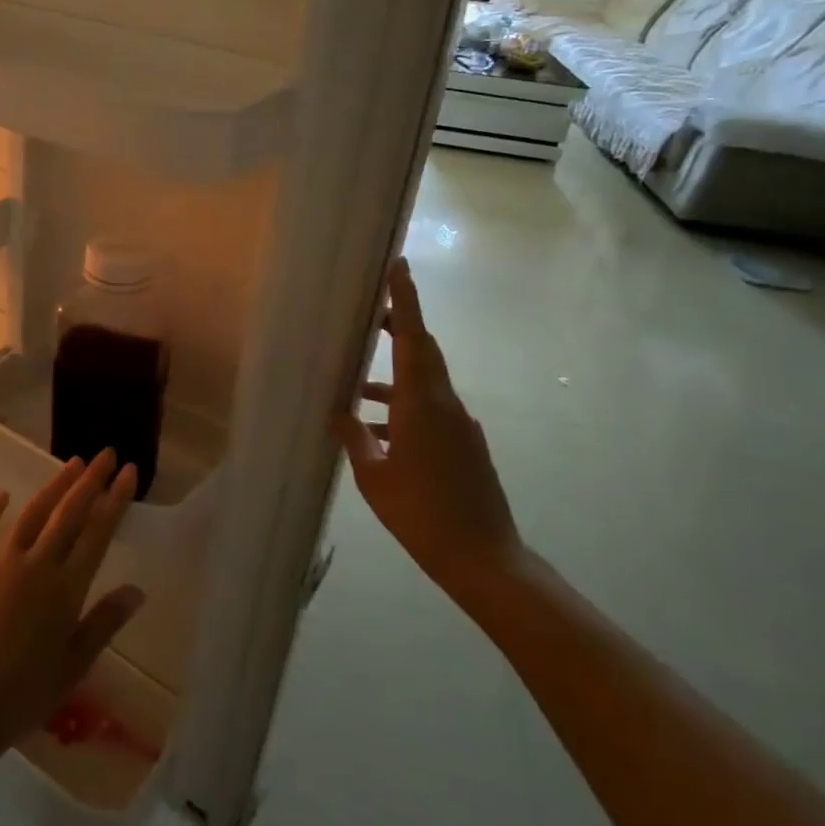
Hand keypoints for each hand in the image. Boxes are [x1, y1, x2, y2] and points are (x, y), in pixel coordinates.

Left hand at [0, 451, 144, 764]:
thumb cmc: (21, 695)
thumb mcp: (73, 666)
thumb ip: (104, 623)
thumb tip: (137, 589)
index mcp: (66, 588)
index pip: (98, 532)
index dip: (115, 499)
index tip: (129, 472)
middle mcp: (36, 563)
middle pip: (69, 513)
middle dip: (91, 480)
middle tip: (107, 453)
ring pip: (33, 512)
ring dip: (54, 486)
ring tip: (72, 462)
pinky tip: (2, 494)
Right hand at [333, 258, 525, 606]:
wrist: (484, 558)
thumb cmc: (422, 514)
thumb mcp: (375, 477)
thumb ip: (356, 438)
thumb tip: (340, 413)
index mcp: (422, 405)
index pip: (413, 338)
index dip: (406, 300)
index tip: (399, 266)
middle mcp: (446, 405)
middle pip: (422, 351)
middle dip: (398, 327)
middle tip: (368, 313)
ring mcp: (460, 425)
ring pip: (423, 383)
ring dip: (392, 379)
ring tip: (354, 390)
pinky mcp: (465, 444)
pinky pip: (430, 410)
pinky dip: (403, 409)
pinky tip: (377, 433)